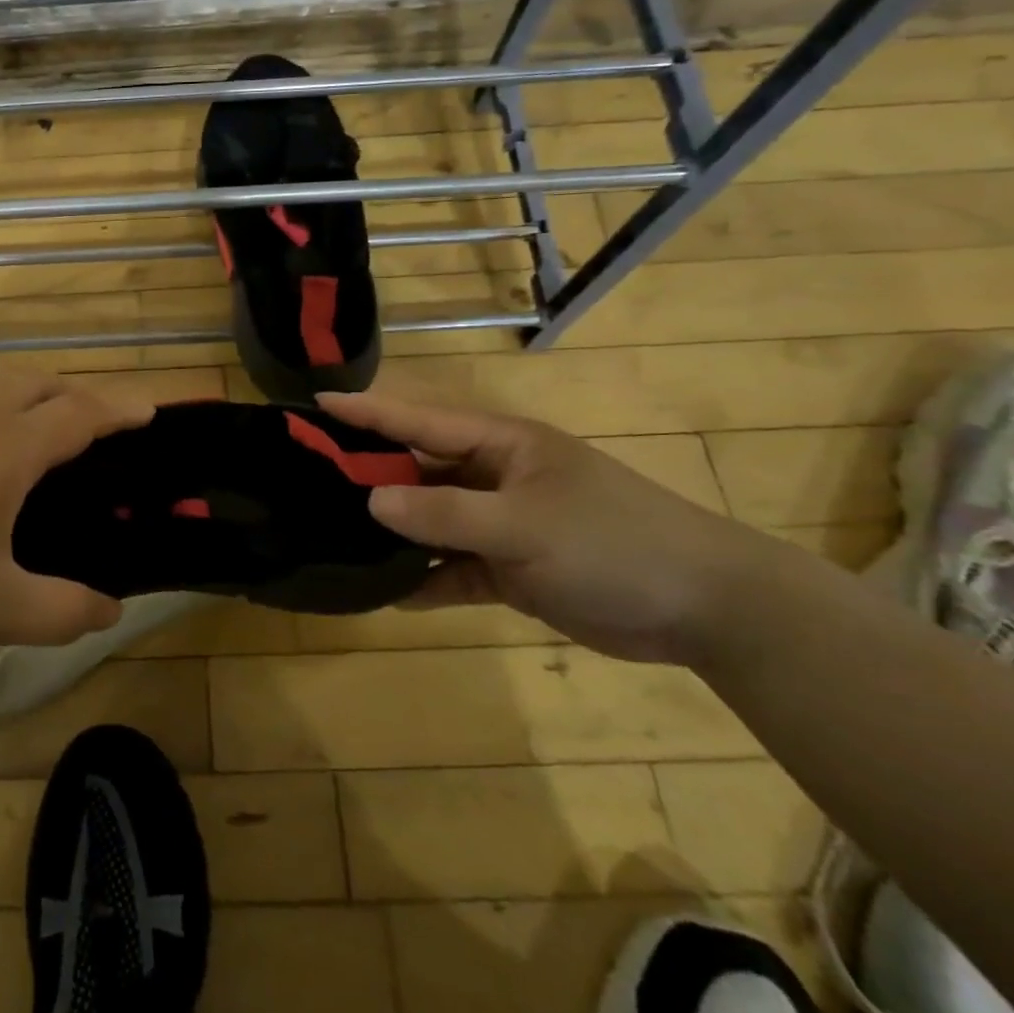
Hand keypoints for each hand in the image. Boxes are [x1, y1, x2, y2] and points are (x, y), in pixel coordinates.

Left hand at [0, 372, 149, 667]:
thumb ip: (63, 611)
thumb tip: (112, 610)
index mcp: (4, 453)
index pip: (78, 415)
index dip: (119, 409)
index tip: (149, 409)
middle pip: (33, 383)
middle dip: (72, 393)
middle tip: (91, 421)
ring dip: (19, 393)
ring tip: (27, 423)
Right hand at [322, 392, 786, 664]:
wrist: (707, 609)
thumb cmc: (615, 543)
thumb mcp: (526, 524)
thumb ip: (446, 513)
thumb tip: (371, 502)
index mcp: (499, 445)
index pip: (418, 420)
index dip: (366, 411)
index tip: (314, 403)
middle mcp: (492, 477)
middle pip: (416, 470)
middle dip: (367, 476)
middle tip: (306, 480)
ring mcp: (500, 523)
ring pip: (429, 522)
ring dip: (391, 533)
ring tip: (331, 537)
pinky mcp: (509, 569)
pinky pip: (451, 568)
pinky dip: (423, 580)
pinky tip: (385, 593)